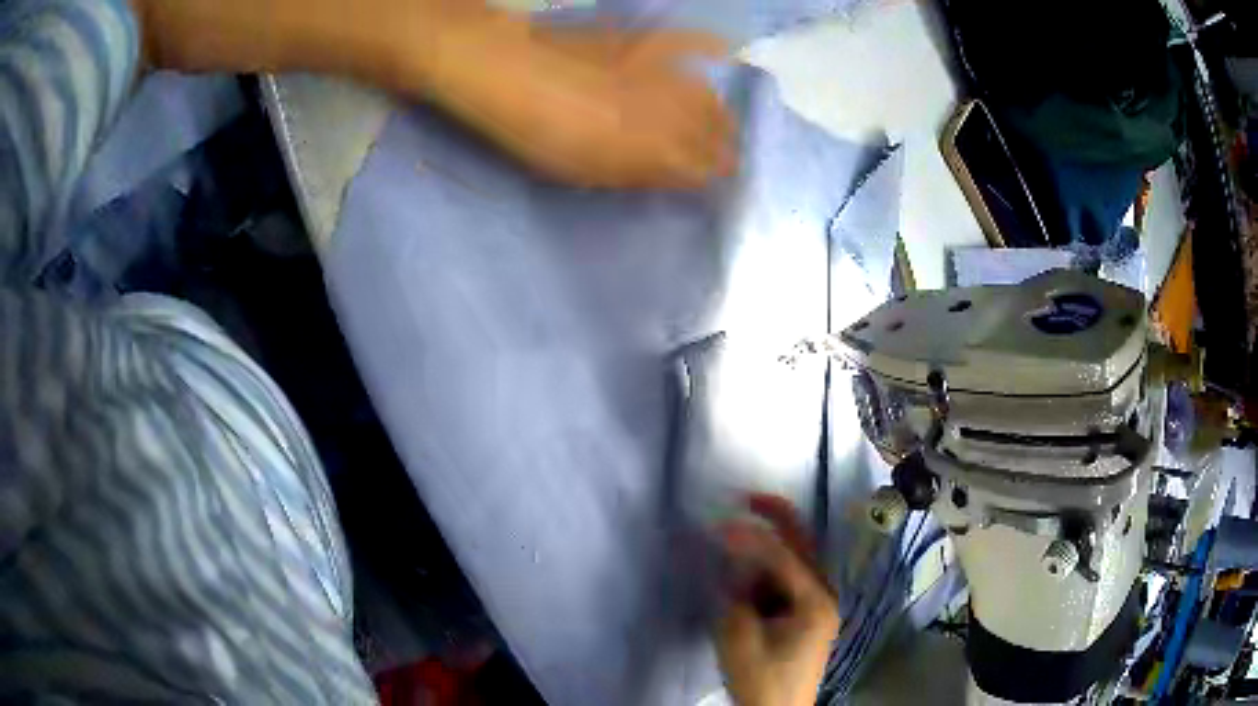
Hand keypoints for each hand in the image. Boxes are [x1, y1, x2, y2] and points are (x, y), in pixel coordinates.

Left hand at [416, 21, 738, 188]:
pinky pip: (695, 46)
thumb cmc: (541, 133)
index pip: (710, 170)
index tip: (711, 182)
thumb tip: (674, 176)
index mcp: (661, 152)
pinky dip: (711, 51)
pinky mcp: (652, 44)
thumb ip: (639, 174)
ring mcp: (667, 73)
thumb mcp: (587, 171)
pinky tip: (721, 52)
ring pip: (712, 97)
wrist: (512, 71)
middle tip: (715, 155)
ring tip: (714, 120)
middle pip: (719, 133)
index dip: (713, 178)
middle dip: (722, 147)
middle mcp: (679, 113)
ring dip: (718, 113)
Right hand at [715, 496, 838, 705]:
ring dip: (767, 548)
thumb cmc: (761, 678)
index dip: (752, 535)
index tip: (720, 521)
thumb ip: (736, 591)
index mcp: (815, 600)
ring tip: (736, 539)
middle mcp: (824, 595)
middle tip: (747, 497)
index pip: (784, 556)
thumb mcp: (740, 636)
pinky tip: (745, 575)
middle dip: (777, 518)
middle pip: (803, 547)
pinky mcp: (805, 616)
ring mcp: (817, 606)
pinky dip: (767, 572)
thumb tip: (732, 555)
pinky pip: (787, 582)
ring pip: (794, 563)